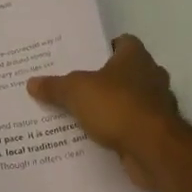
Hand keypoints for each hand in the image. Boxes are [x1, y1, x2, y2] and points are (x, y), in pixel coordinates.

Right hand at [27, 35, 183, 191]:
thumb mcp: (75, 91)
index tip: (86, 58)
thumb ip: (55, 86)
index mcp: (136, 57)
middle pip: (128, 72)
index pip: (124, 42)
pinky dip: (121, 130)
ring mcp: (159, 106)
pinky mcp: (159, 133)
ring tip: (85, 113)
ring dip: (115, 106)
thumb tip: (32, 82)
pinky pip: (135, 126)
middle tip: (79, 86)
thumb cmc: (116, 106)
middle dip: (108, 79)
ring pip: (133, 100)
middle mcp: (152, 76)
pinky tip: (100, 137)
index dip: (106, 48)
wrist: (153, 149)